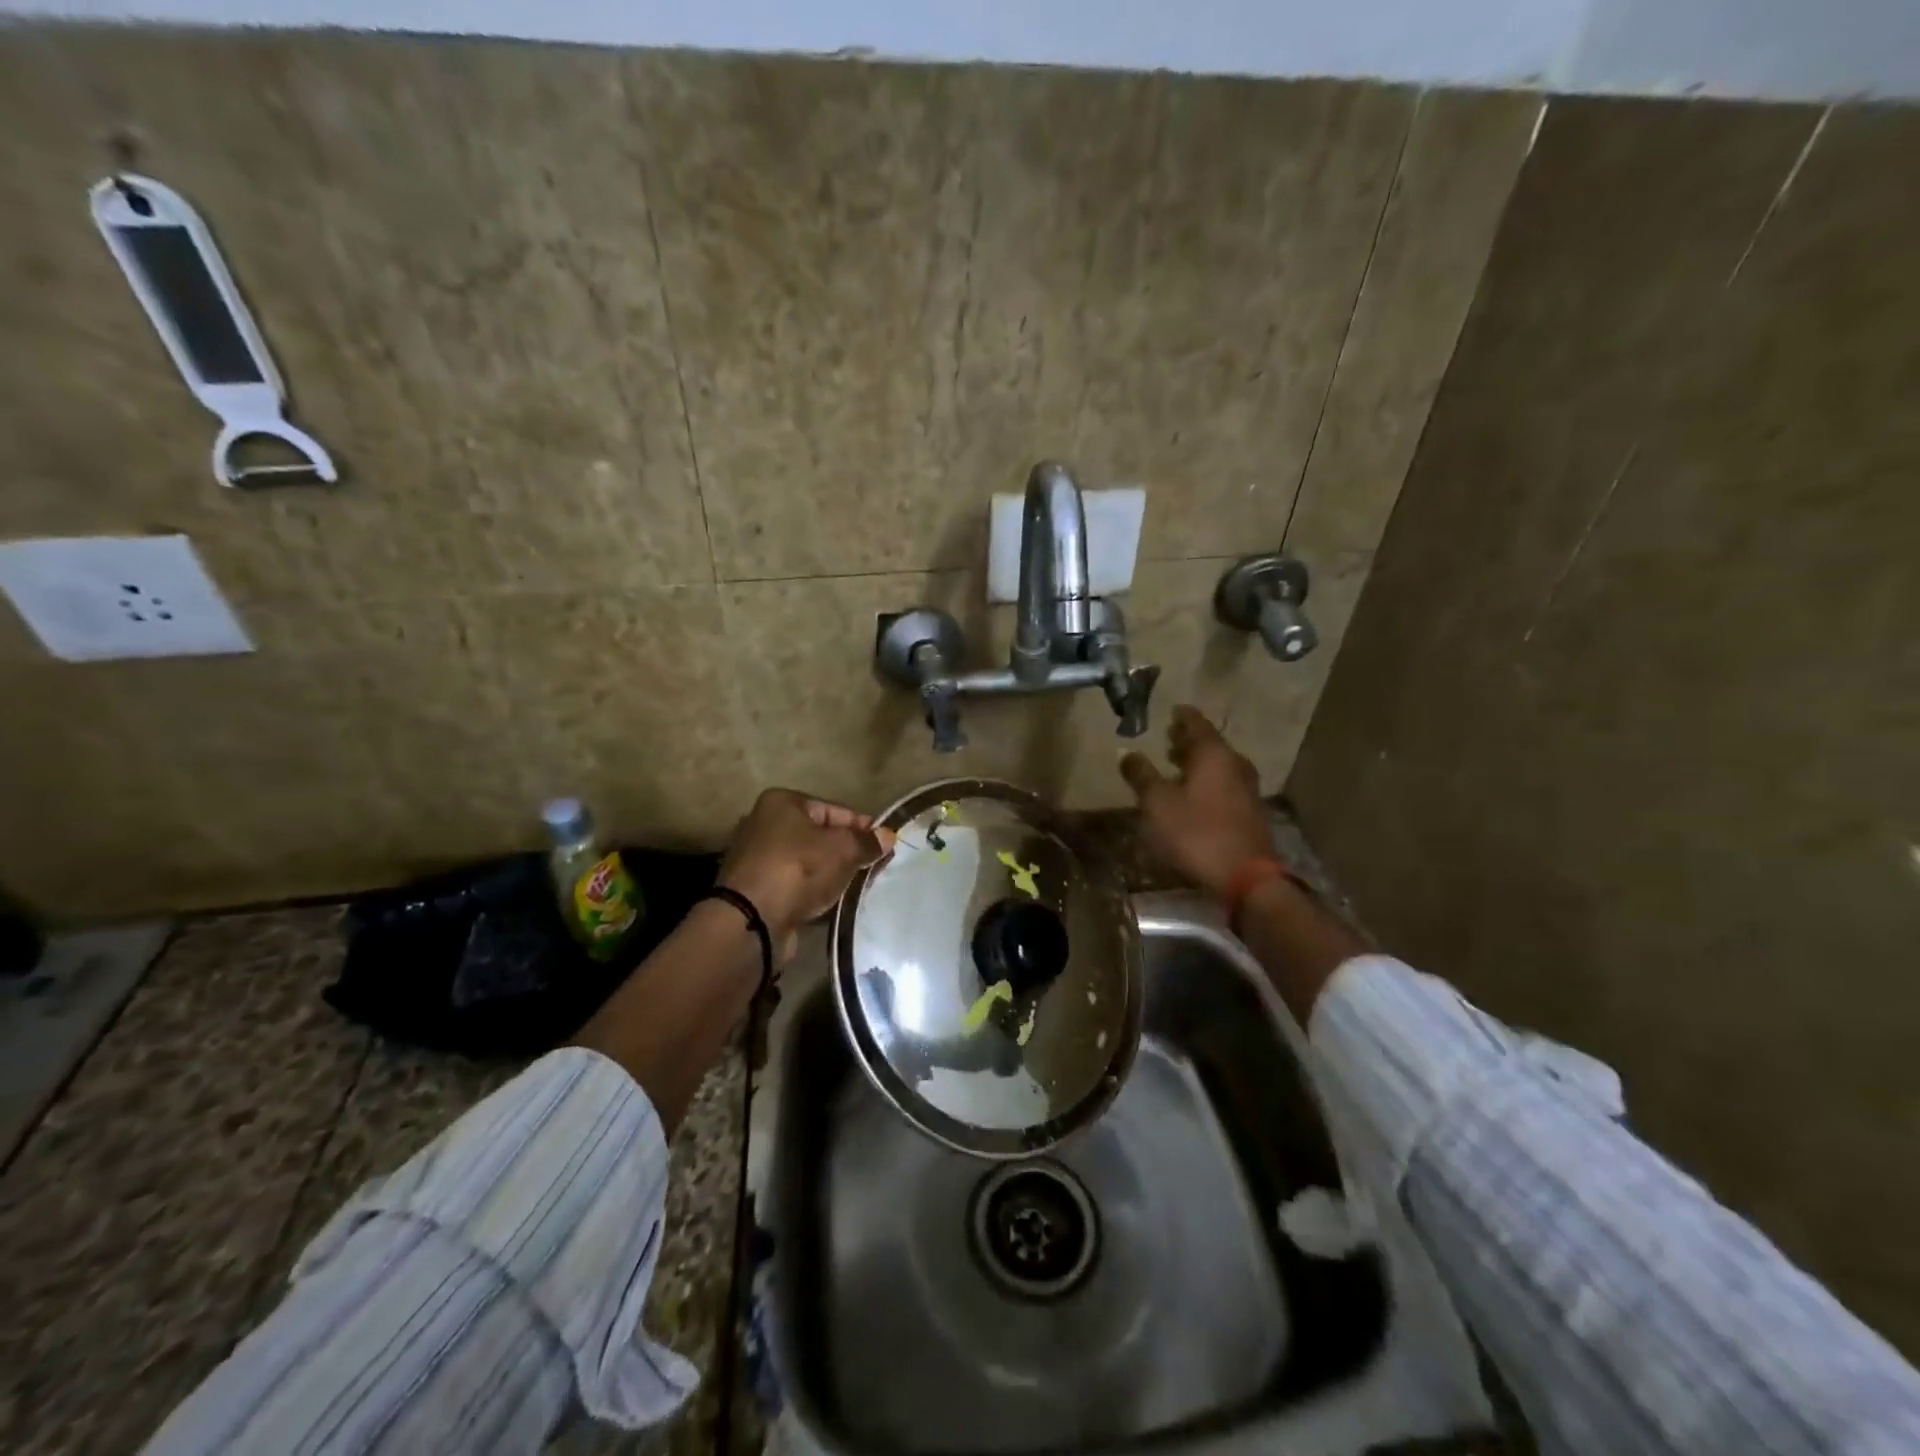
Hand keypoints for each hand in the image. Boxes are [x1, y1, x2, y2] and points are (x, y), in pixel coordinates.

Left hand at [718, 790, 895, 962]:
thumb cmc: (799, 869)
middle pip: (819, 836)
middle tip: (874, 868)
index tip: (885, 844)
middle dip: (847, 852)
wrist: (752, 921)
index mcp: (782, 802)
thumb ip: (866, 842)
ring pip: (807, 862)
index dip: (862, 826)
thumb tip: (887, 836)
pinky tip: (833, 903)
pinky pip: (795, 885)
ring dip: (831, 874)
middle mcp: (764, 824)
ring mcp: (756, 859)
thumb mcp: (842, 849)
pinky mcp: (755, 890)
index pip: (834, 810)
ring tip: (857, 888)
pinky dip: (813, 892)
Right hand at [1119, 705, 1272, 899]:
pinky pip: (1225, 785)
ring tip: (1176, 764)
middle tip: (1169, 737)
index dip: (1182, 716)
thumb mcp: (1157, 803)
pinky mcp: (1250, 813)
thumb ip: (1141, 775)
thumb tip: (1127, 752)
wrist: (1246, 877)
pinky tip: (1193, 794)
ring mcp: (1247, 790)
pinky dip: (1207, 782)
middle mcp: (1235, 765)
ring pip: (1219, 766)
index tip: (1172, 710)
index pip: (1196, 723)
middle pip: (1210, 744)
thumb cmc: (1196, 832)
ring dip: (1198, 763)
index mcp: (1214, 754)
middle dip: (1188, 740)